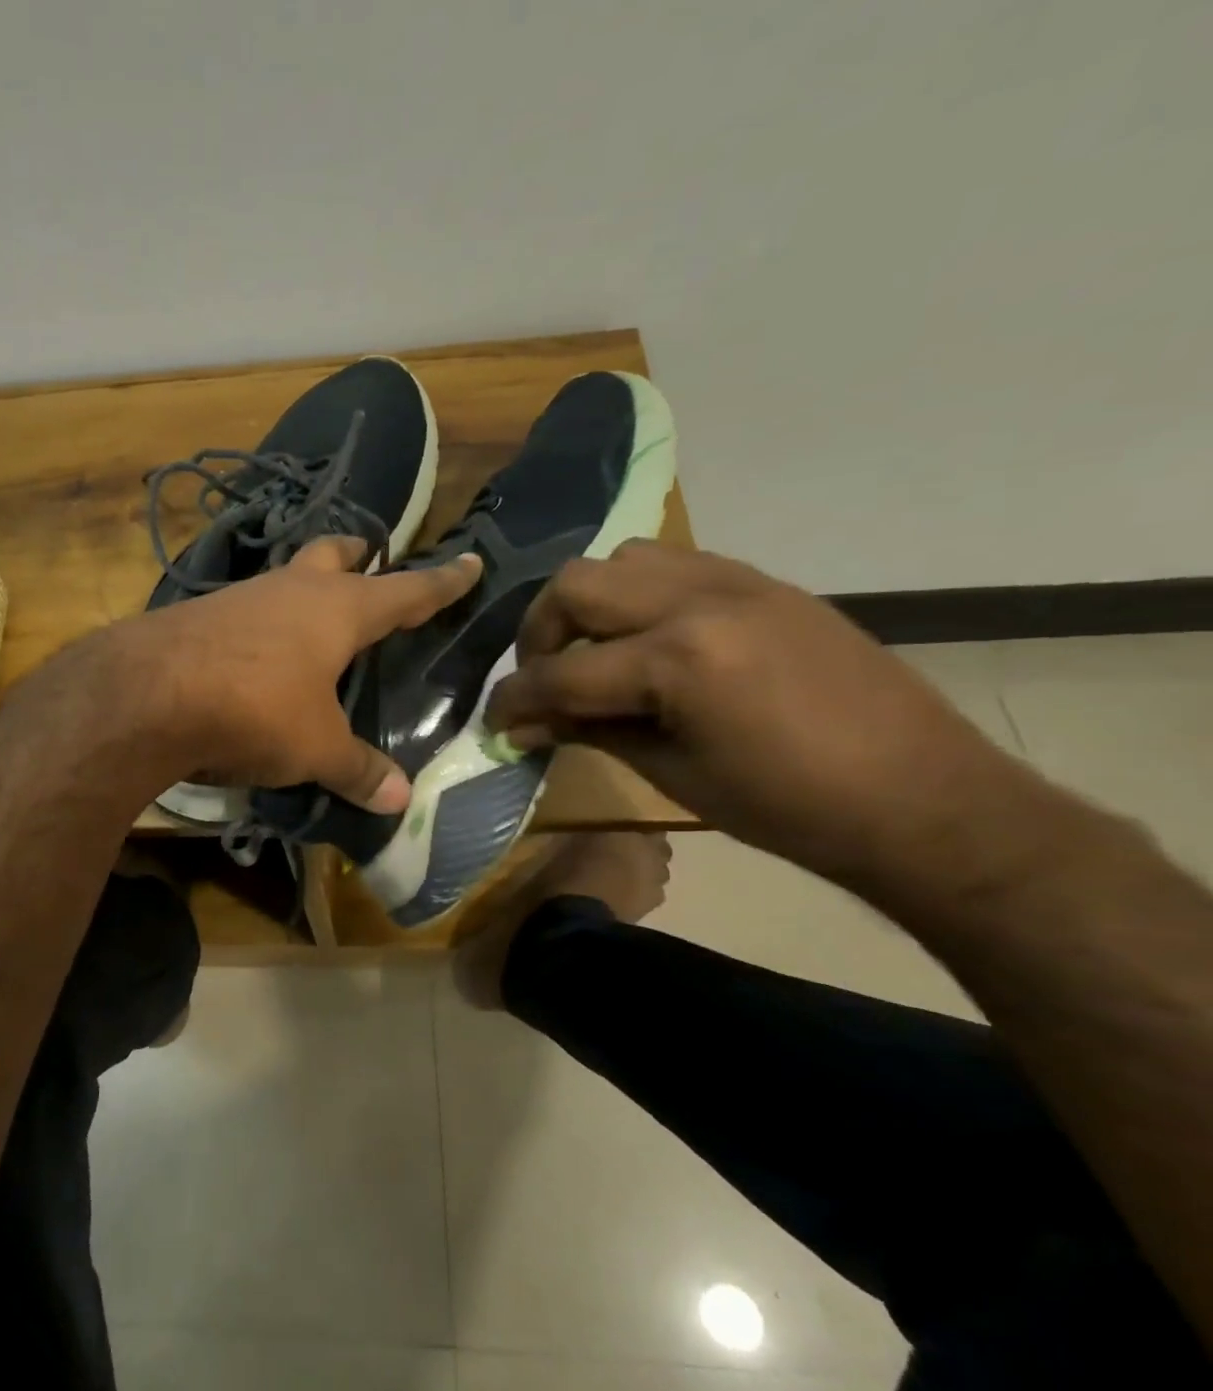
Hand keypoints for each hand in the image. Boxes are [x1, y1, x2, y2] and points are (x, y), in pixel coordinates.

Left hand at [114, 537, 482, 810]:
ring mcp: (240, 597)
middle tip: (370, 557)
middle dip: (356, 555)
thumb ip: (357, 770)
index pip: (406, 591)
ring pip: (285, 578)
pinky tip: (254, 649)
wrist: (147, 694)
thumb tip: (400, 799)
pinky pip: (244, 609)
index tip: (469, 562)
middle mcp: (292, 590)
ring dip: (304, 586)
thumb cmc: (255, 710)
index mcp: (338, 611)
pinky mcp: (198, 616)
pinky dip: (261, 621)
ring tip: (312, 611)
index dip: (442, 582)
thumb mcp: (315, 748)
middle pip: (333, 556)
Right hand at [483, 541, 1033, 886]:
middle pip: (575, 586)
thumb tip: (527, 723)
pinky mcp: (764, 582)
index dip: (514, 700)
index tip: (495, 723)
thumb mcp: (671, 774)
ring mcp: (737, 581)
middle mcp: (699, 600)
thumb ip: (589, 731)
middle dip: (539, 635)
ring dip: (589, 604)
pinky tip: (647, 639)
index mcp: (677, 660)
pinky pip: (675, 564)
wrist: (919, 796)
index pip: (561, 671)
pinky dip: (639, 594)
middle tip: (544, 680)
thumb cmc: (785, 807)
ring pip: (622, 559)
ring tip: (595, 652)